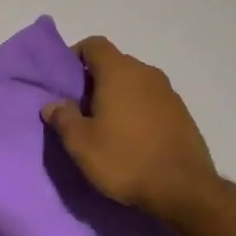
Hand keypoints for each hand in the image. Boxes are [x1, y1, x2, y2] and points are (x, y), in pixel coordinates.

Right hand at [43, 36, 223, 224]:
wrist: (183, 190)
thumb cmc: (125, 159)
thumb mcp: (81, 144)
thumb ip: (63, 118)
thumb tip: (52, 105)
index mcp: (119, 72)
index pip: (94, 45)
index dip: (76, 56)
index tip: (65, 80)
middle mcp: (146, 73)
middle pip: (114, 64)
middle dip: (94, 80)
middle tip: (80, 108)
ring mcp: (168, 93)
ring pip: (134, 83)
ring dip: (118, 96)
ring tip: (105, 125)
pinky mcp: (182, 114)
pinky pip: (151, 101)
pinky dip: (137, 110)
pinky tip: (131, 138)